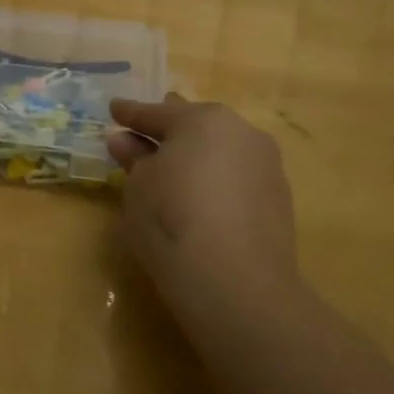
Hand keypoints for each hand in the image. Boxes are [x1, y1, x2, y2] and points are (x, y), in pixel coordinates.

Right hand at [107, 95, 300, 323]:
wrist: (236, 284)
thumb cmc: (172, 222)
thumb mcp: (138, 187)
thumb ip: (134, 158)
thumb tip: (124, 139)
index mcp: (202, 119)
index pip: (156, 113)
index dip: (130, 113)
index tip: (113, 109)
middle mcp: (240, 131)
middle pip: (196, 127)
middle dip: (170, 131)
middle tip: (146, 135)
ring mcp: (266, 164)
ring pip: (222, 151)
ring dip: (198, 156)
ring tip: (176, 171)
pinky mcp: (280, 197)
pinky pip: (239, 177)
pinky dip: (218, 181)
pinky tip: (204, 198)